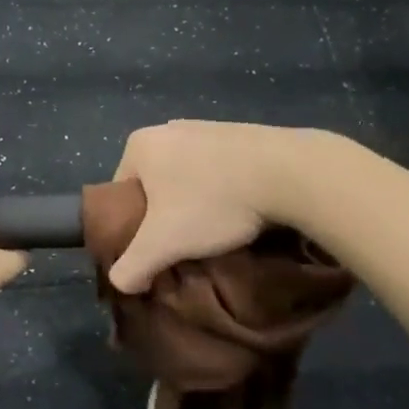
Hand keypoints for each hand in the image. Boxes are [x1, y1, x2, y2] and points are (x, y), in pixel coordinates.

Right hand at [107, 120, 320, 293]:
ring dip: (197, 203)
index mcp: (140, 145)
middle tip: (185, 244)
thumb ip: (132, 265)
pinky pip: (219, 168)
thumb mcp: (164, 243)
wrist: (289, 172)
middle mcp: (167, 128)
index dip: (133, 227)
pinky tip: (241, 211)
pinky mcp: (240, 133)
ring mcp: (206, 127)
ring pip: (188, 177)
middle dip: (167, 215)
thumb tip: (119, 282)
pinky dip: (224, 190)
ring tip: (216, 231)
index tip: (155, 248)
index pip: (121, 194)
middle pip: (155, 185)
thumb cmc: (213, 202)